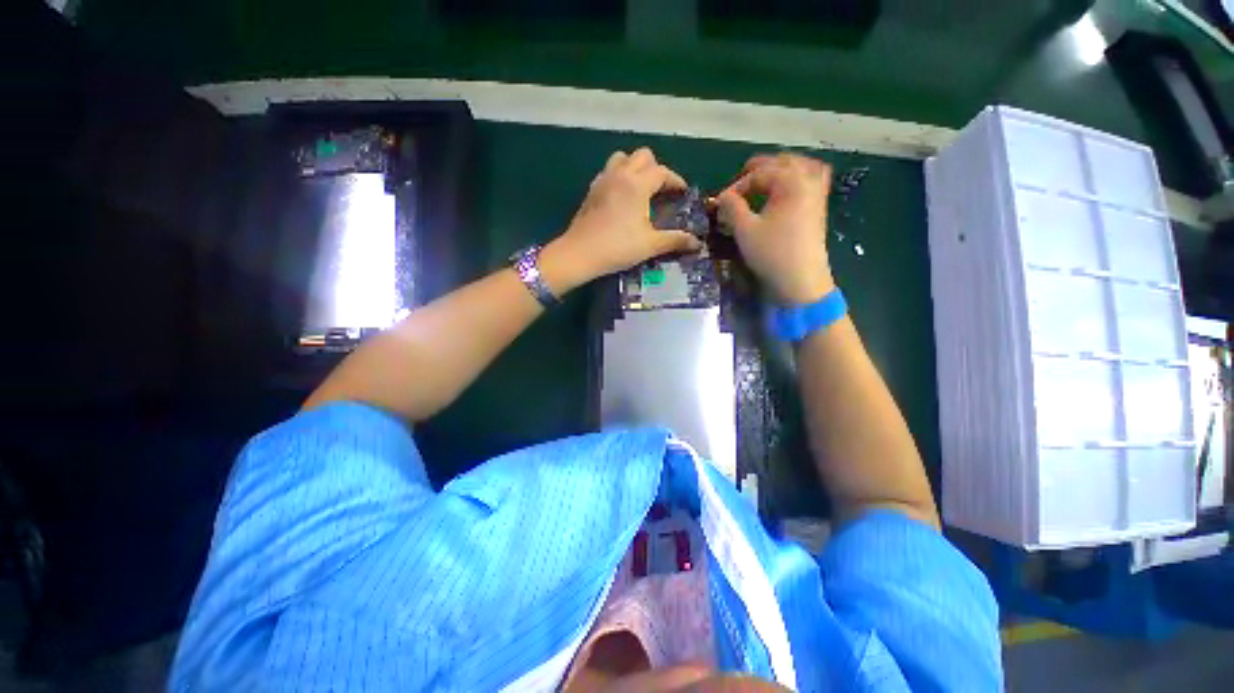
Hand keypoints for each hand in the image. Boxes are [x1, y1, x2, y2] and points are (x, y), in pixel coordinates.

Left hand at [541, 147, 704, 293]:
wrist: (580, 253)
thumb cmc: (618, 247)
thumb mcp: (650, 245)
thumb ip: (675, 240)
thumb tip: (697, 243)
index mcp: (637, 184)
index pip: (662, 171)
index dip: (675, 180)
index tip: (682, 192)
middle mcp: (620, 174)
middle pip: (642, 155)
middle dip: (656, 168)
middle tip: (661, 190)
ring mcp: (603, 180)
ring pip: (622, 158)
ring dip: (635, 167)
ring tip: (641, 188)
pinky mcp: (591, 190)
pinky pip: (608, 171)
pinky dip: (619, 176)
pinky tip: (621, 197)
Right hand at [715, 153, 835, 304]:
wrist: (801, 281)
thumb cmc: (772, 254)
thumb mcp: (745, 230)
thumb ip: (731, 207)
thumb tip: (722, 196)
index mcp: (791, 182)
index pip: (759, 173)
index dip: (737, 186)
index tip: (721, 203)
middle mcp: (808, 180)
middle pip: (781, 162)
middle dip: (757, 171)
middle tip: (738, 187)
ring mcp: (818, 193)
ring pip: (800, 166)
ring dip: (778, 170)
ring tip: (761, 182)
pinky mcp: (819, 207)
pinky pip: (812, 179)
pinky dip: (796, 178)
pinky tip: (784, 190)